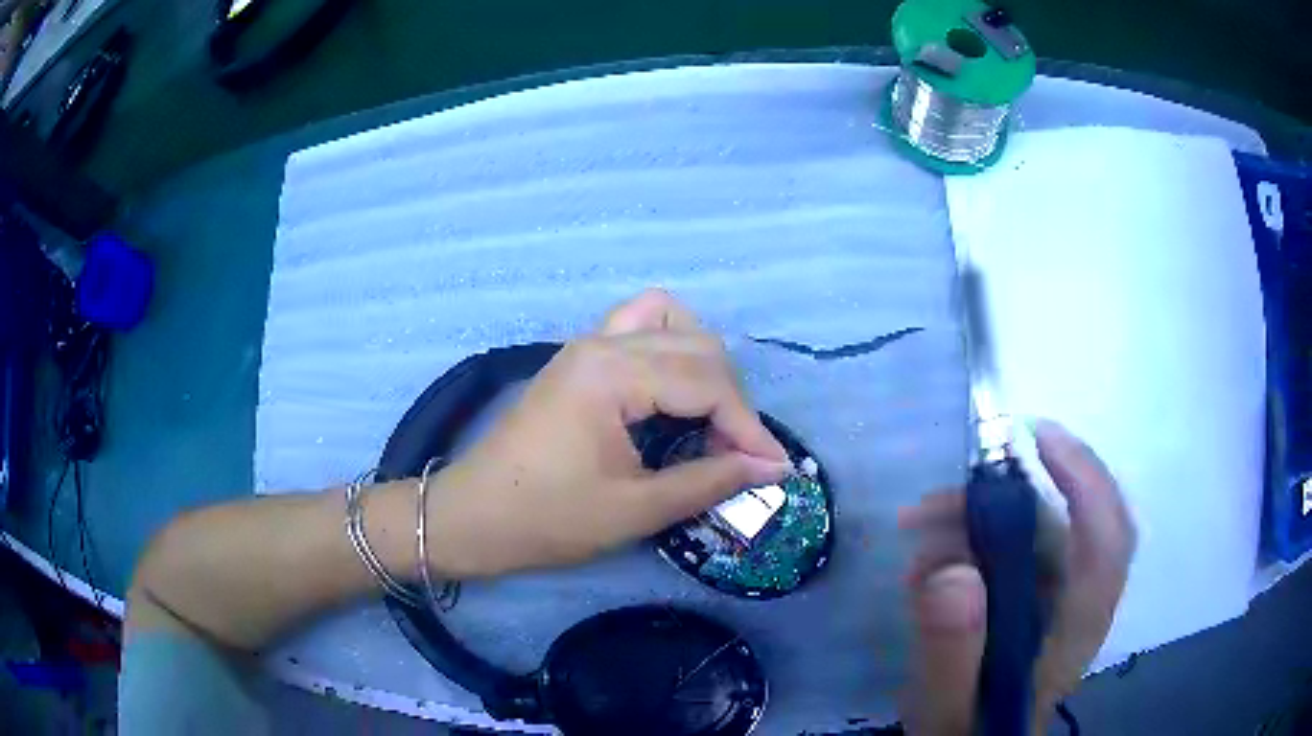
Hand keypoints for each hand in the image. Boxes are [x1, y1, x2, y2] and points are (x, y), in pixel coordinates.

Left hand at [425, 289, 790, 577]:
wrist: (473, 516)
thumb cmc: (547, 519)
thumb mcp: (635, 510)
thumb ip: (708, 481)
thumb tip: (770, 467)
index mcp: (612, 374)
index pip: (707, 384)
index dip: (748, 428)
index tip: (772, 467)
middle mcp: (602, 344)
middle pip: (697, 347)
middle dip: (731, 399)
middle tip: (737, 453)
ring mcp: (586, 345)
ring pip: (669, 321)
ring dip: (703, 362)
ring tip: (711, 414)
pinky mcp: (578, 359)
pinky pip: (638, 328)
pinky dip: (669, 348)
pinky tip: (673, 391)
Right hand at [899, 420, 1136, 734]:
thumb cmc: (966, 731)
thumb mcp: (947, 706)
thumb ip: (952, 651)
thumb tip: (951, 571)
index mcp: (1077, 625)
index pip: (1107, 538)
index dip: (1085, 478)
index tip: (1035, 438)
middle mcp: (1080, 597)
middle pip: (1064, 521)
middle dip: (1000, 502)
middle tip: (933, 507)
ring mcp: (1060, 593)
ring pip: (1035, 527)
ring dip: (977, 518)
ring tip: (916, 529)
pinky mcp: (1037, 592)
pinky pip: (1014, 544)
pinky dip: (972, 536)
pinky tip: (929, 556)